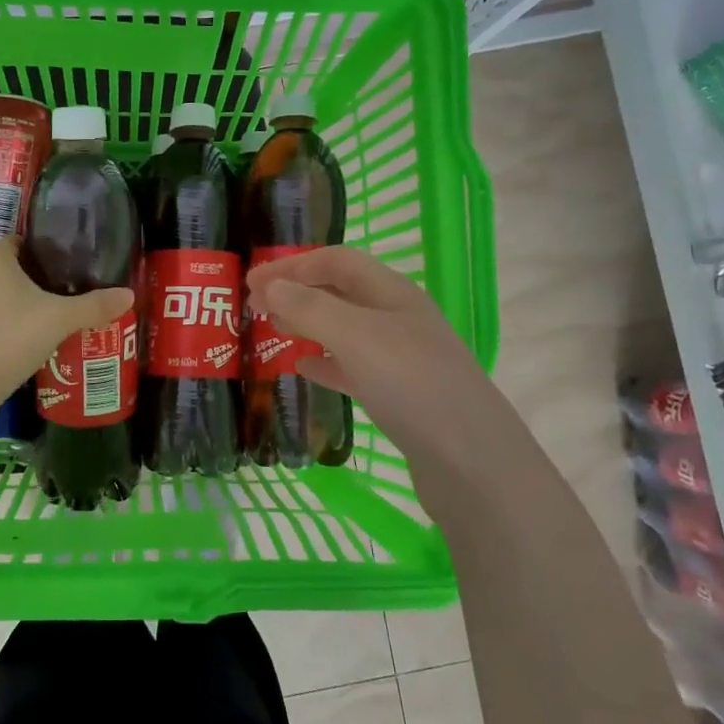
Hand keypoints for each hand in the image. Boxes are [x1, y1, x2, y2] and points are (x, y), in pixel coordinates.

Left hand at [0, 238, 132, 418]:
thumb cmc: (10, 339)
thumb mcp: (59, 320)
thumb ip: (94, 306)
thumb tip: (130, 295)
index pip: (25, 241)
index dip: (51, 251)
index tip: (74, 266)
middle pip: (14, 266)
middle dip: (40, 278)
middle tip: (71, 292)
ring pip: (0, 291)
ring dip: (22, 300)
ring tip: (52, 315)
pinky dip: (6, 319)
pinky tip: (25, 337)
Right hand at [246, 245, 489, 474]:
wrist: (472, 461)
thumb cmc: (412, 384)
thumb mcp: (356, 337)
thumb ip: (310, 308)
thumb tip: (270, 285)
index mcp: (392, 293)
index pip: (336, 261)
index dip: (292, 265)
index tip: (251, 281)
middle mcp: (398, 318)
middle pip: (340, 291)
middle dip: (297, 292)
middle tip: (255, 307)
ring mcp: (401, 357)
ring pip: (344, 329)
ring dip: (307, 324)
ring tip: (273, 331)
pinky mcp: (398, 394)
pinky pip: (352, 367)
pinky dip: (324, 362)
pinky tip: (303, 370)